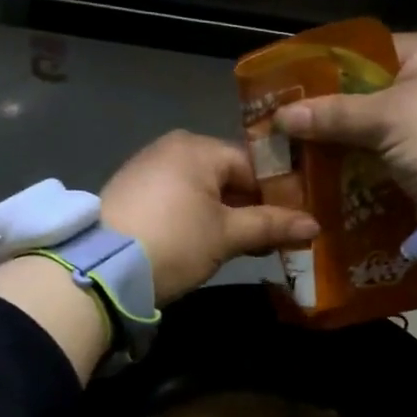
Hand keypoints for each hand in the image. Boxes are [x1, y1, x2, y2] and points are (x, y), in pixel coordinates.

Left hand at [101, 131, 318, 303]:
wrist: (101, 269)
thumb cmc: (175, 241)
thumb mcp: (227, 236)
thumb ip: (271, 225)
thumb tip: (314, 225)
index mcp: (198, 147)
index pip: (253, 165)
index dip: (279, 194)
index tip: (297, 222)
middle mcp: (172, 148)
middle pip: (228, 177)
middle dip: (252, 208)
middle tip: (276, 238)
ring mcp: (148, 169)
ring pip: (203, 190)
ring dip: (227, 217)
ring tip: (247, 246)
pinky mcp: (132, 194)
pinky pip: (179, 200)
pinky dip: (199, 219)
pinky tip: (209, 245)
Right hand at [271, 30, 416, 213]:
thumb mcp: (388, 118)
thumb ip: (333, 114)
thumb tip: (280, 115)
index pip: (367, 52)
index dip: (327, 70)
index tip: (288, 90)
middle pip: (367, 92)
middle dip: (329, 112)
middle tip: (286, 127)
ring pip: (373, 128)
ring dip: (341, 143)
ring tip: (296, 154)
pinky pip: (384, 155)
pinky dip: (358, 165)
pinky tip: (325, 174)